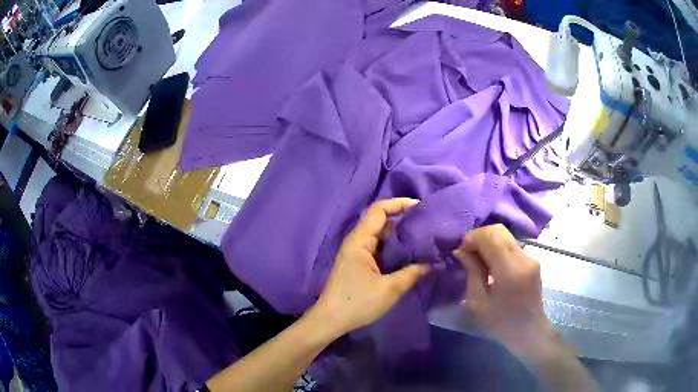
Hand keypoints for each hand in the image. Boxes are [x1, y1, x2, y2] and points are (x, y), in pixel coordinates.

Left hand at [312, 198, 430, 336]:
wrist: (330, 320)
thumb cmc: (357, 302)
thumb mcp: (389, 289)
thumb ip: (413, 273)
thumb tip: (433, 262)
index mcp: (360, 240)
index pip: (379, 209)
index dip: (400, 203)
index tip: (421, 207)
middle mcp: (357, 241)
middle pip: (382, 222)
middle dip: (405, 222)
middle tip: (429, 227)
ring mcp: (357, 253)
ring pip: (382, 237)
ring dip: (401, 238)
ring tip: (424, 241)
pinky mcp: (359, 264)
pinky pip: (379, 249)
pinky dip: (394, 250)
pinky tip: (410, 257)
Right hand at [452, 224, 555, 357]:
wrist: (530, 332)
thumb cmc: (501, 323)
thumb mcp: (478, 303)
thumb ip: (472, 272)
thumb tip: (461, 251)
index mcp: (509, 270)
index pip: (490, 236)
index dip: (473, 237)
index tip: (461, 250)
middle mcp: (523, 258)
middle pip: (499, 231)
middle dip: (480, 236)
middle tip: (467, 252)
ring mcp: (530, 258)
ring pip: (506, 236)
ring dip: (489, 242)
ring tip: (478, 259)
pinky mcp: (532, 261)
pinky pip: (511, 246)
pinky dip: (498, 248)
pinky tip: (491, 264)